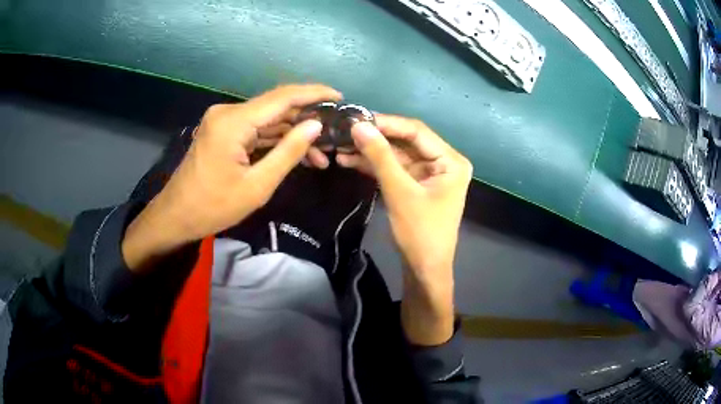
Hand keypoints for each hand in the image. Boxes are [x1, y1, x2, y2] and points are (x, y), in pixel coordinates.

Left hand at [122, 84, 341, 269]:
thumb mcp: (257, 185)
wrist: (176, 216)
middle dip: (306, 121)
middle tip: (333, 137)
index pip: (283, 97)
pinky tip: (295, 152)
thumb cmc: (214, 206)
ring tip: (320, 154)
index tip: (340, 97)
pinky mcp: (223, 131)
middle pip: (276, 107)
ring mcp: (224, 121)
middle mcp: (228, 112)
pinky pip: (255, 129)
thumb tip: (316, 126)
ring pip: (267, 119)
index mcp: (234, 121)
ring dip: (292, 134)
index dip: (314, 93)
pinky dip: (275, 140)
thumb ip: (288, 151)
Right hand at [348, 115, 472, 344]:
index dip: (386, 123)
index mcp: (451, 161)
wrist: (424, 270)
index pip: (417, 131)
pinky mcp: (417, 184)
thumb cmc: (420, 233)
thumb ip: (380, 157)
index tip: (357, 119)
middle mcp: (444, 162)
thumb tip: (358, 126)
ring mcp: (430, 173)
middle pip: (406, 141)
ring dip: (371, 152)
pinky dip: (375, 166)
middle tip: (346, 131)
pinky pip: (395, 169)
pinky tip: (350, 161)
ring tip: (341, 146)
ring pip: (397, 155)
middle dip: (376, 138)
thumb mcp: (399, 192)